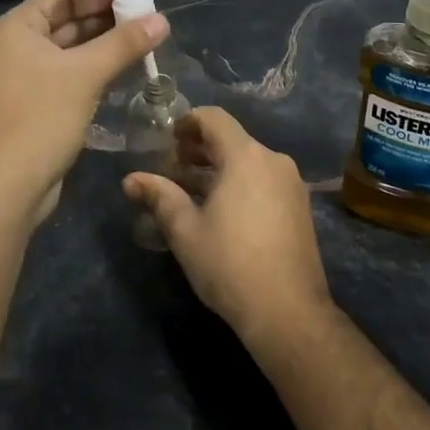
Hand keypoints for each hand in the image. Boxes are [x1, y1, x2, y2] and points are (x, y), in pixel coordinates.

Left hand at [0, 0, 168, 223]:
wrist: (8, 187)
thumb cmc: (41, 118)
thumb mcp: (86, 74)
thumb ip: (125, 43)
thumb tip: (163, 19)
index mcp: (16, 28)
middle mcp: (16, 47)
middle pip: (68, 22)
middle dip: (107, 20)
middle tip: (149, 18)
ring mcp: (25, 78)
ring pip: (71, 51)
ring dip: (105, 47)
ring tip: (146, 41)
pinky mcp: (37, 105)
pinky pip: (70, 76)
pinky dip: (96, 70)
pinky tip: (126, 71)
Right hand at [122, 107, 331, 347]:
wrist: (288, 312)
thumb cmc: (230, 264)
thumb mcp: (185, 230)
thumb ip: (159, 197)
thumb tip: (130, 179)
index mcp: (246, 156)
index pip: (214, 118)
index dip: (187, 122)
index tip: (168, 141)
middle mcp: (273, 160)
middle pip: (232, 139)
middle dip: (199, 149)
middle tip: (173, 169)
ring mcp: (291, 184)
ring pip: (248, 162)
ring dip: (218, 169)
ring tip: (191, 193)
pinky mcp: (300, 206)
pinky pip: (264, 180)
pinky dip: (240, 184)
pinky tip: (222, 212)